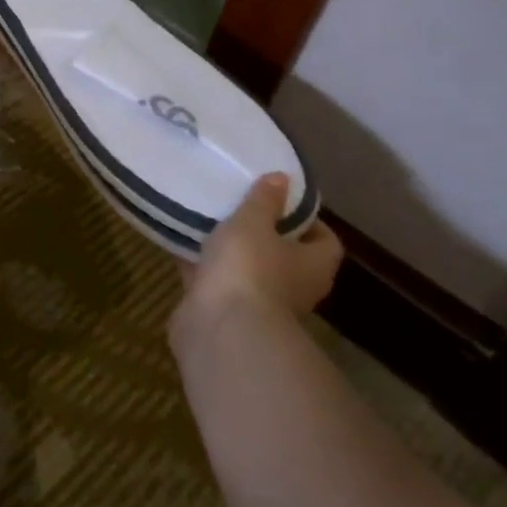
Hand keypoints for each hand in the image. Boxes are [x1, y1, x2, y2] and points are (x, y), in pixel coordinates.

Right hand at [176, 174, 343, 331]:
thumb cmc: (249, 267)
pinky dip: (203, 266)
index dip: (307, 220)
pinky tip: (182, 243)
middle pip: (284, 256)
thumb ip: (264, 200)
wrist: (220, 328)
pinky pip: (215, 281)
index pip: (325, 240)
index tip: (281, 200)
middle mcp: (293, 287)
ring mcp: (258, 303)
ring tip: (208, 220)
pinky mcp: (224, 312)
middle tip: (240, 207)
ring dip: (231, 252)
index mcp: (313, 265)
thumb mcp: (253, 222)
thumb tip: (282, 178)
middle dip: (263, 234)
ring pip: (247, 270)